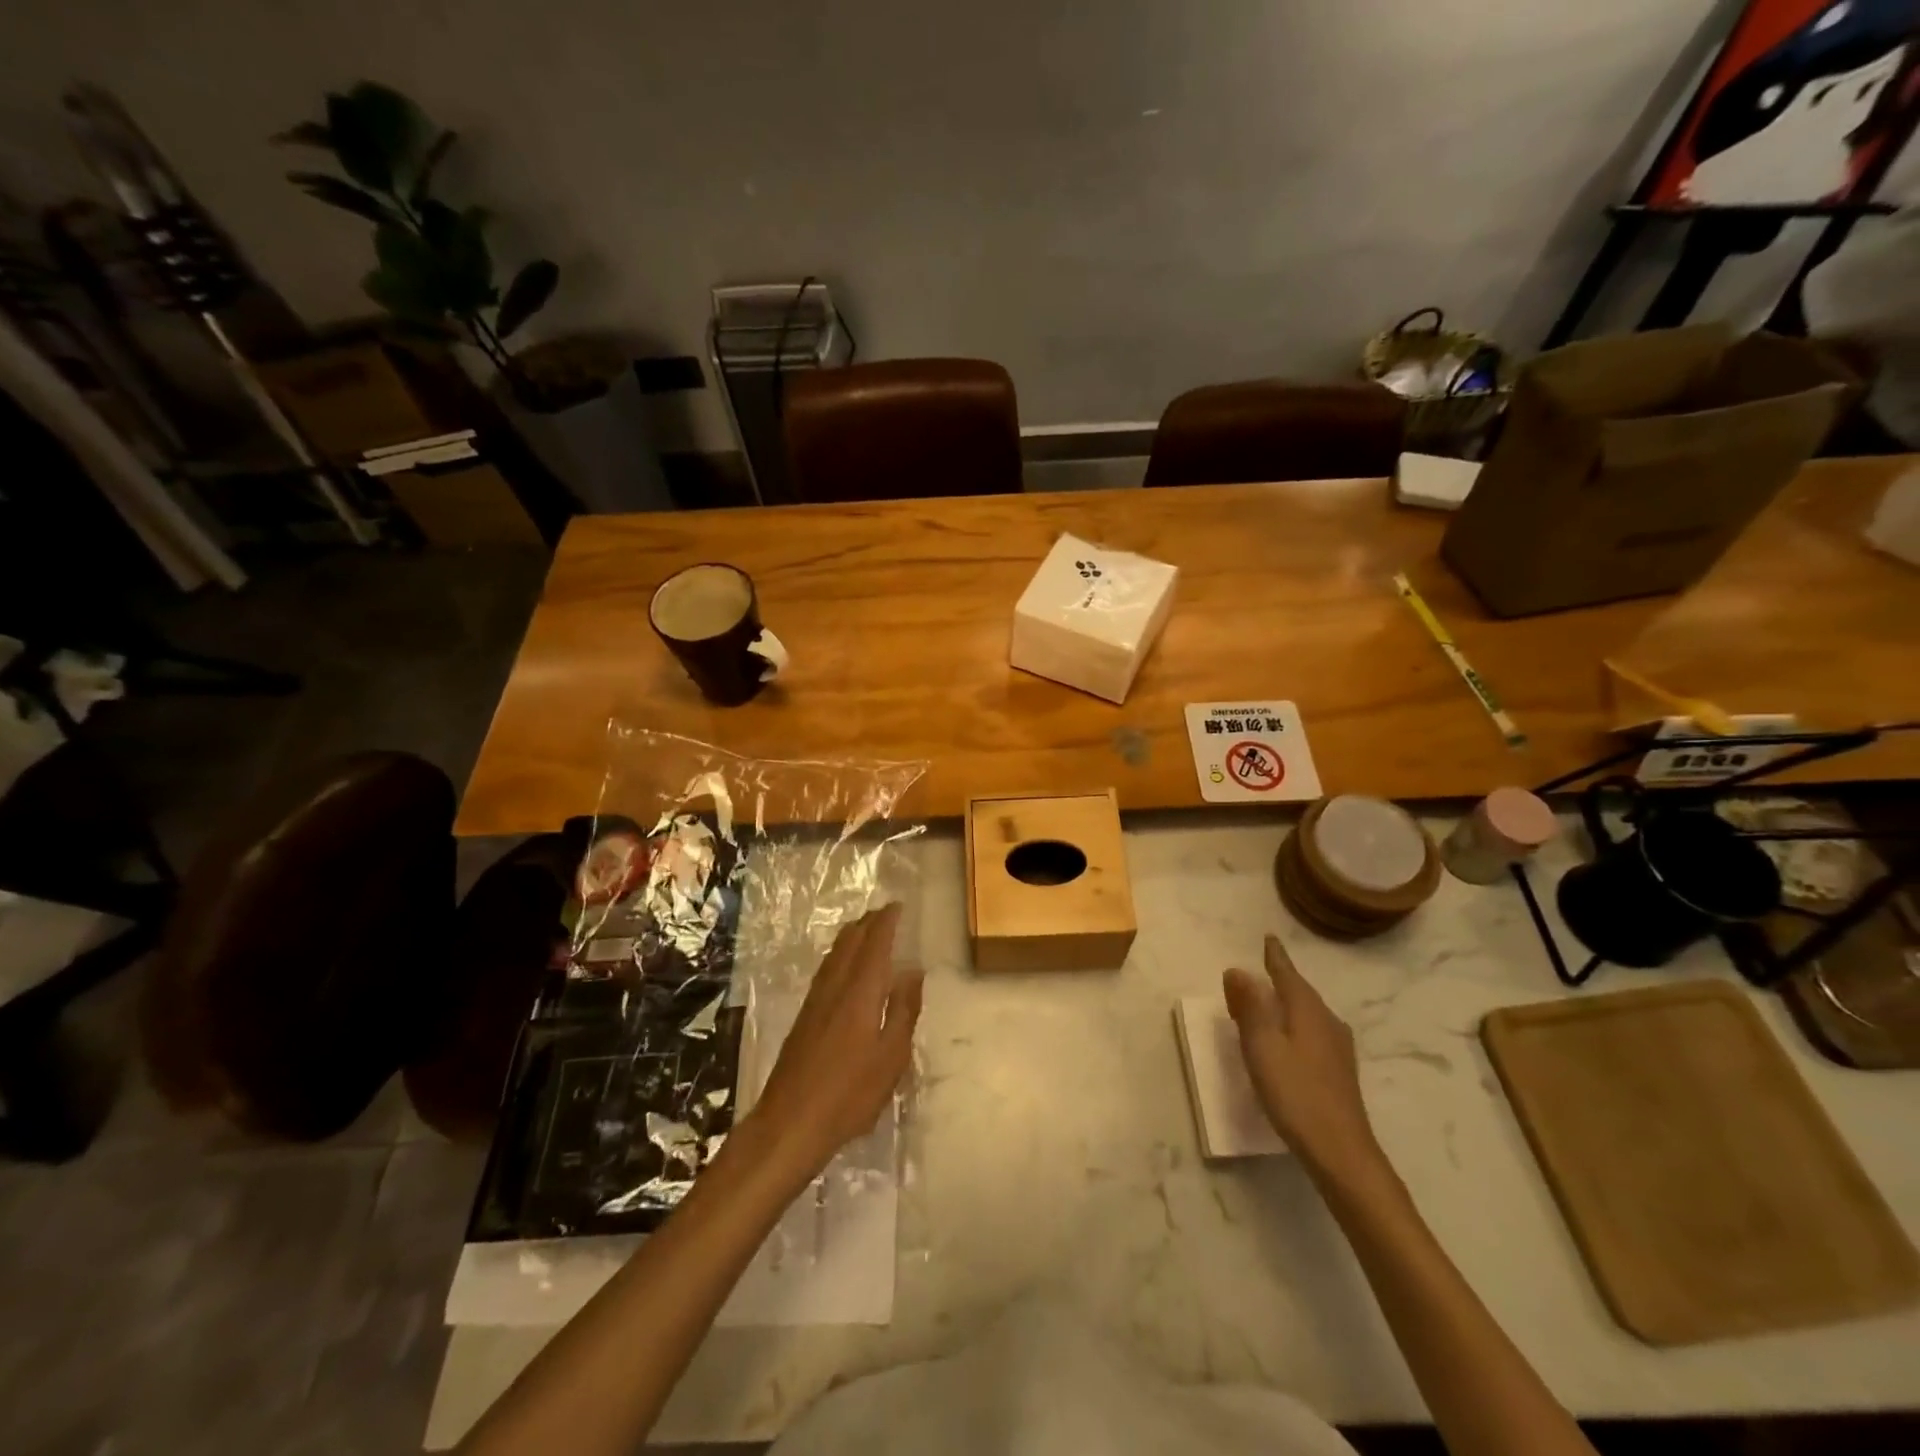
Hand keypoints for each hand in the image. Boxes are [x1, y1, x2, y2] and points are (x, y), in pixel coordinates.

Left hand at [743, 904, 921, 1184]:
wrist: (790, 1122)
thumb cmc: (850, 1093)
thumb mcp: (891, 1056)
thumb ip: (903, 1010)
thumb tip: (912, 970)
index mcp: (860, 992)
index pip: (874, 944)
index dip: (886, 922)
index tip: (898, 906)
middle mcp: (835, 987)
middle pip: (850, 942)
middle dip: (868, 923)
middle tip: (886, 912)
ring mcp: (815, 1001)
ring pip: (835, 953)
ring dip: (852, 935)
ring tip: (867, 928)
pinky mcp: (805, 1016)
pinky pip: (827, 968)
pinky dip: (840, 953)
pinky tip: (844, 965)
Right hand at [1224, 934, 1382, 1182]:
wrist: (1341, 1152)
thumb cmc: (1295, 1093)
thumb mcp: (1262, 1046)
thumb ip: (1250, 1007)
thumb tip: (1237, 970)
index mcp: (1307, 1011)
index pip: (1288, 974)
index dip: (1275, 957)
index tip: (1269, 938)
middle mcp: (1327, 1022)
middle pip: (1300, 992)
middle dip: (1280, 980)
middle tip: (1259, 971)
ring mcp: (1337, 1048)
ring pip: (1308, 1013)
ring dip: (1287, 1004)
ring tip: (1269, 1003)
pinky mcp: (1339, 1071)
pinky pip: (1312, 1031)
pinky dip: (1295, 1025)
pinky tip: (1290, 1040)